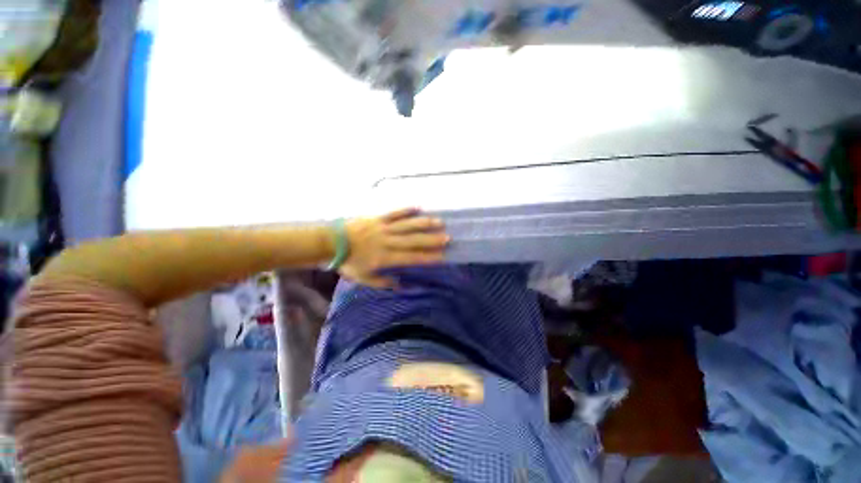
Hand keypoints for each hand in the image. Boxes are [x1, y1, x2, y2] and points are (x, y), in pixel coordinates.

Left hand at [339, 208, 449, 288]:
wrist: (330, 242)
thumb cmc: (349, 262)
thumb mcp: (363, 278)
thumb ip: (383, 283)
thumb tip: (401, 284)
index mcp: (384, 258)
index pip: (411, 258)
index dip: (428, 257)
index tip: (442, 257)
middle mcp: (387, 241)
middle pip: (413, 240)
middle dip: (431, 239)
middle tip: (447, 238)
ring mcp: (383, 228)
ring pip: (407, 225)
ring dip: (424, 223)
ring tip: (439, 221)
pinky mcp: (377, 218)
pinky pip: (394, 213)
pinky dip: (406, 210)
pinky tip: (418, 206)